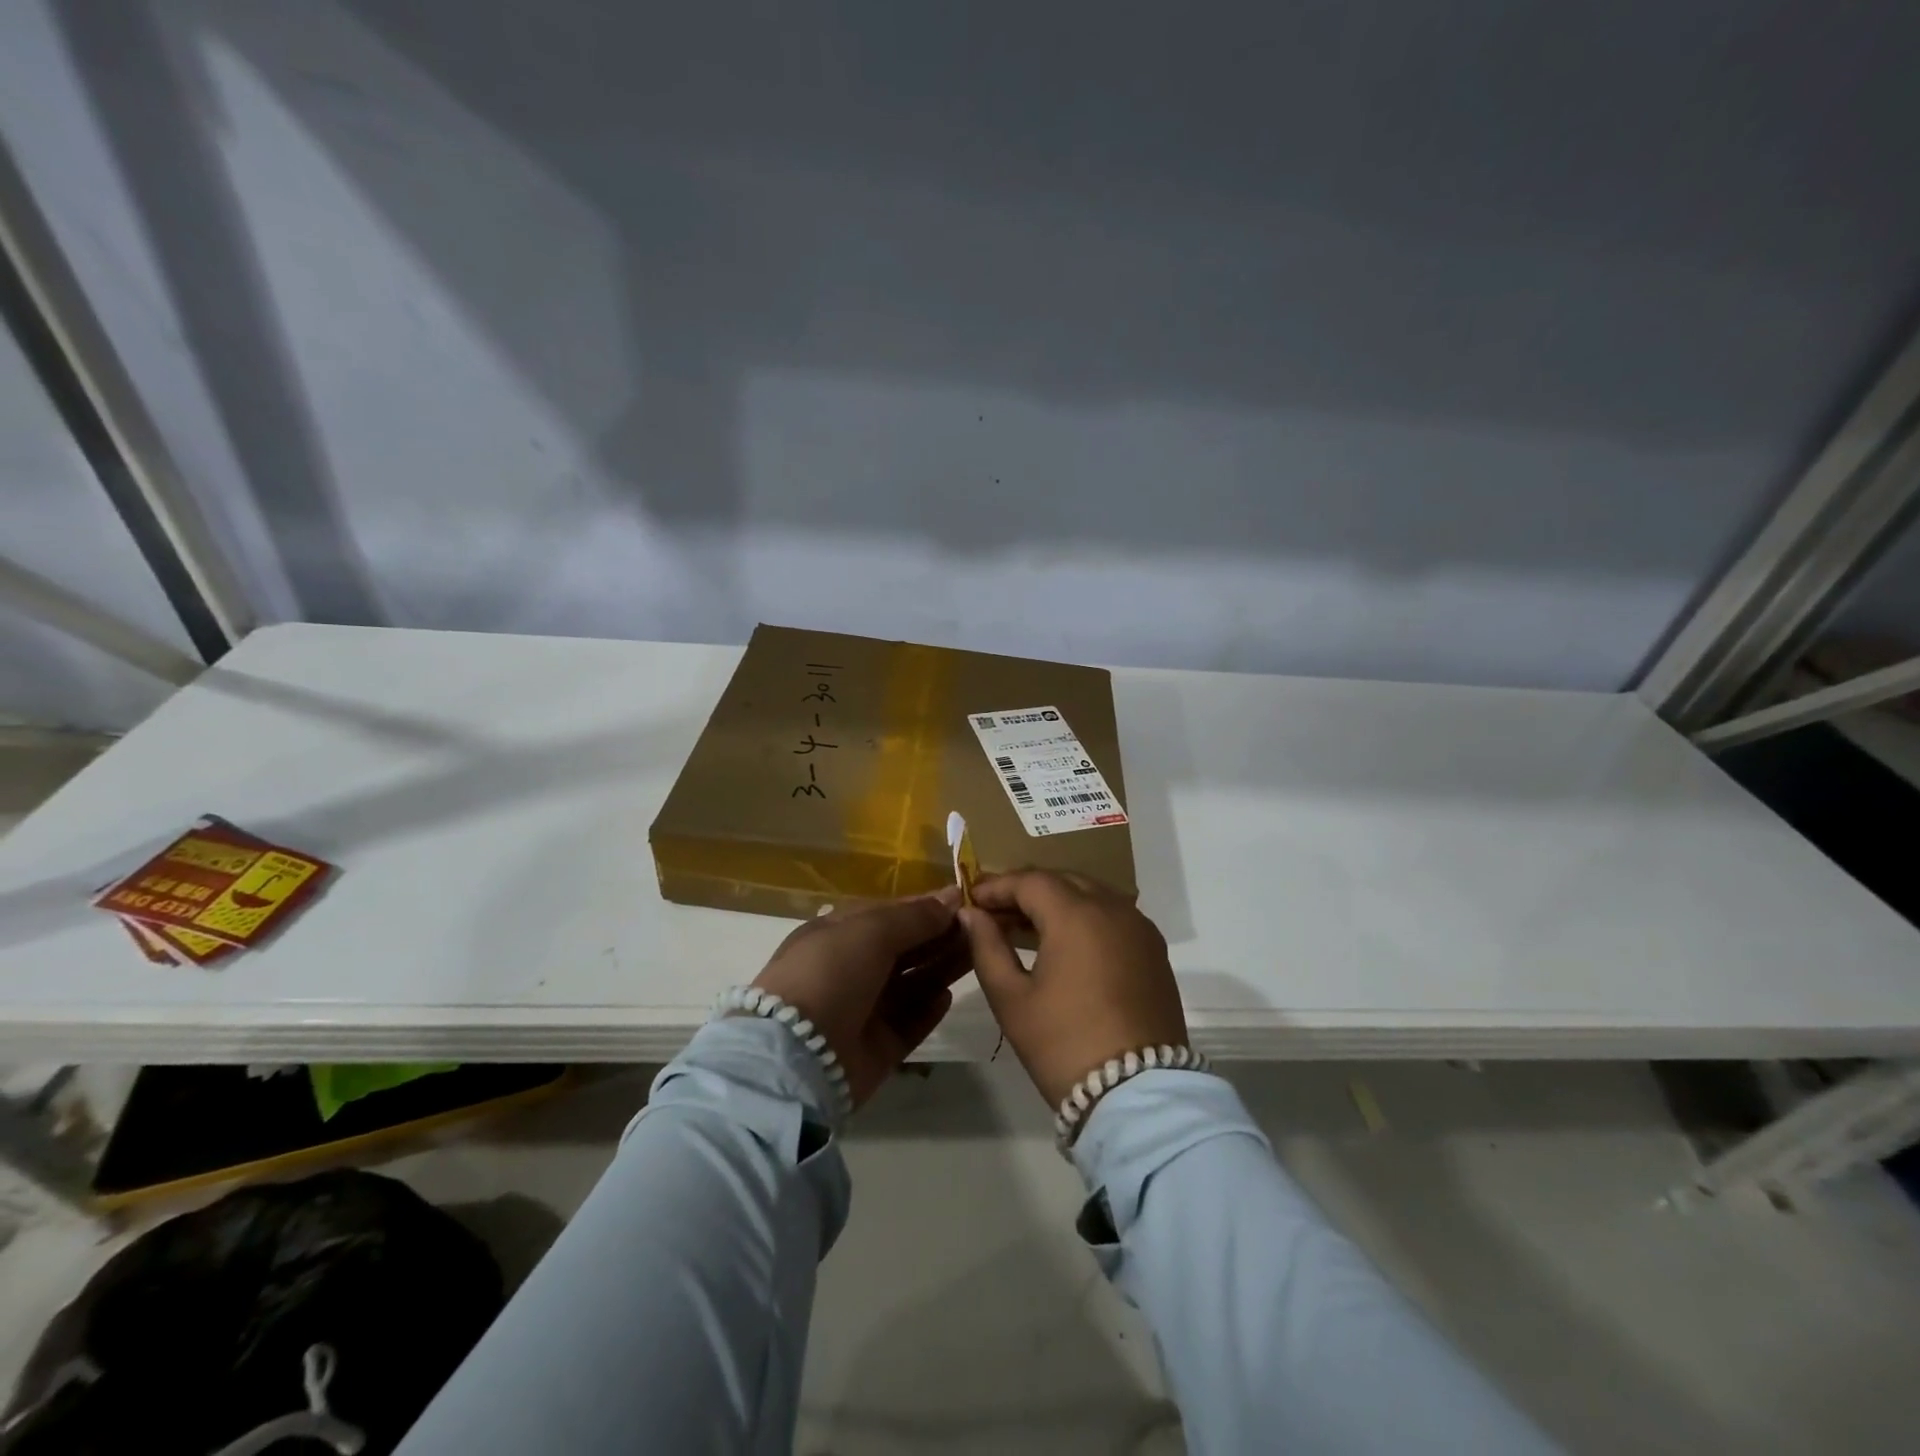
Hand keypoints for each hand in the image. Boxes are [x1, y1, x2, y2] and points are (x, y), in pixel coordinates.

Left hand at [751, 889, 969, 1108]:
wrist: (797, 1055)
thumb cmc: (830, 973)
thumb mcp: (870, 930)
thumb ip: (914, 916)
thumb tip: (950, 896)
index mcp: (838, 934)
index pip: (889, 914)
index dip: (925, 907)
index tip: (964, 901)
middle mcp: (850, 969)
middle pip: (904, 949)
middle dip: (940, 937)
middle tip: (982, 927)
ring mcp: (863, 1010)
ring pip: (912, 983)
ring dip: (941, 968)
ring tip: (978, 955)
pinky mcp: (877, 1048)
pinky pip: (910, 1023)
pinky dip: (929, 1009)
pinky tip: (948, 996)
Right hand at [960, 871, 1188, 1107]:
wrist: (1137, 1094)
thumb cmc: (1063, 1044)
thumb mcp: (1012, 998)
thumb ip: (987, 947)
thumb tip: (971, 914)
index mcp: (1076, 914)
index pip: (1030, 881)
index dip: (997, 886)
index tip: (972, 898)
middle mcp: (1113, 908)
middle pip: (1063, 881)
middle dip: (1027, 890)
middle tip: (996, 912)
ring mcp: (1139, 927)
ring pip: (1092, 894)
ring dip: (1058, 902)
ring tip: (1027, 927)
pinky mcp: (1154, 950)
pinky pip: (1114, 915)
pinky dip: (1086, 917)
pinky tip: (1066, 943)